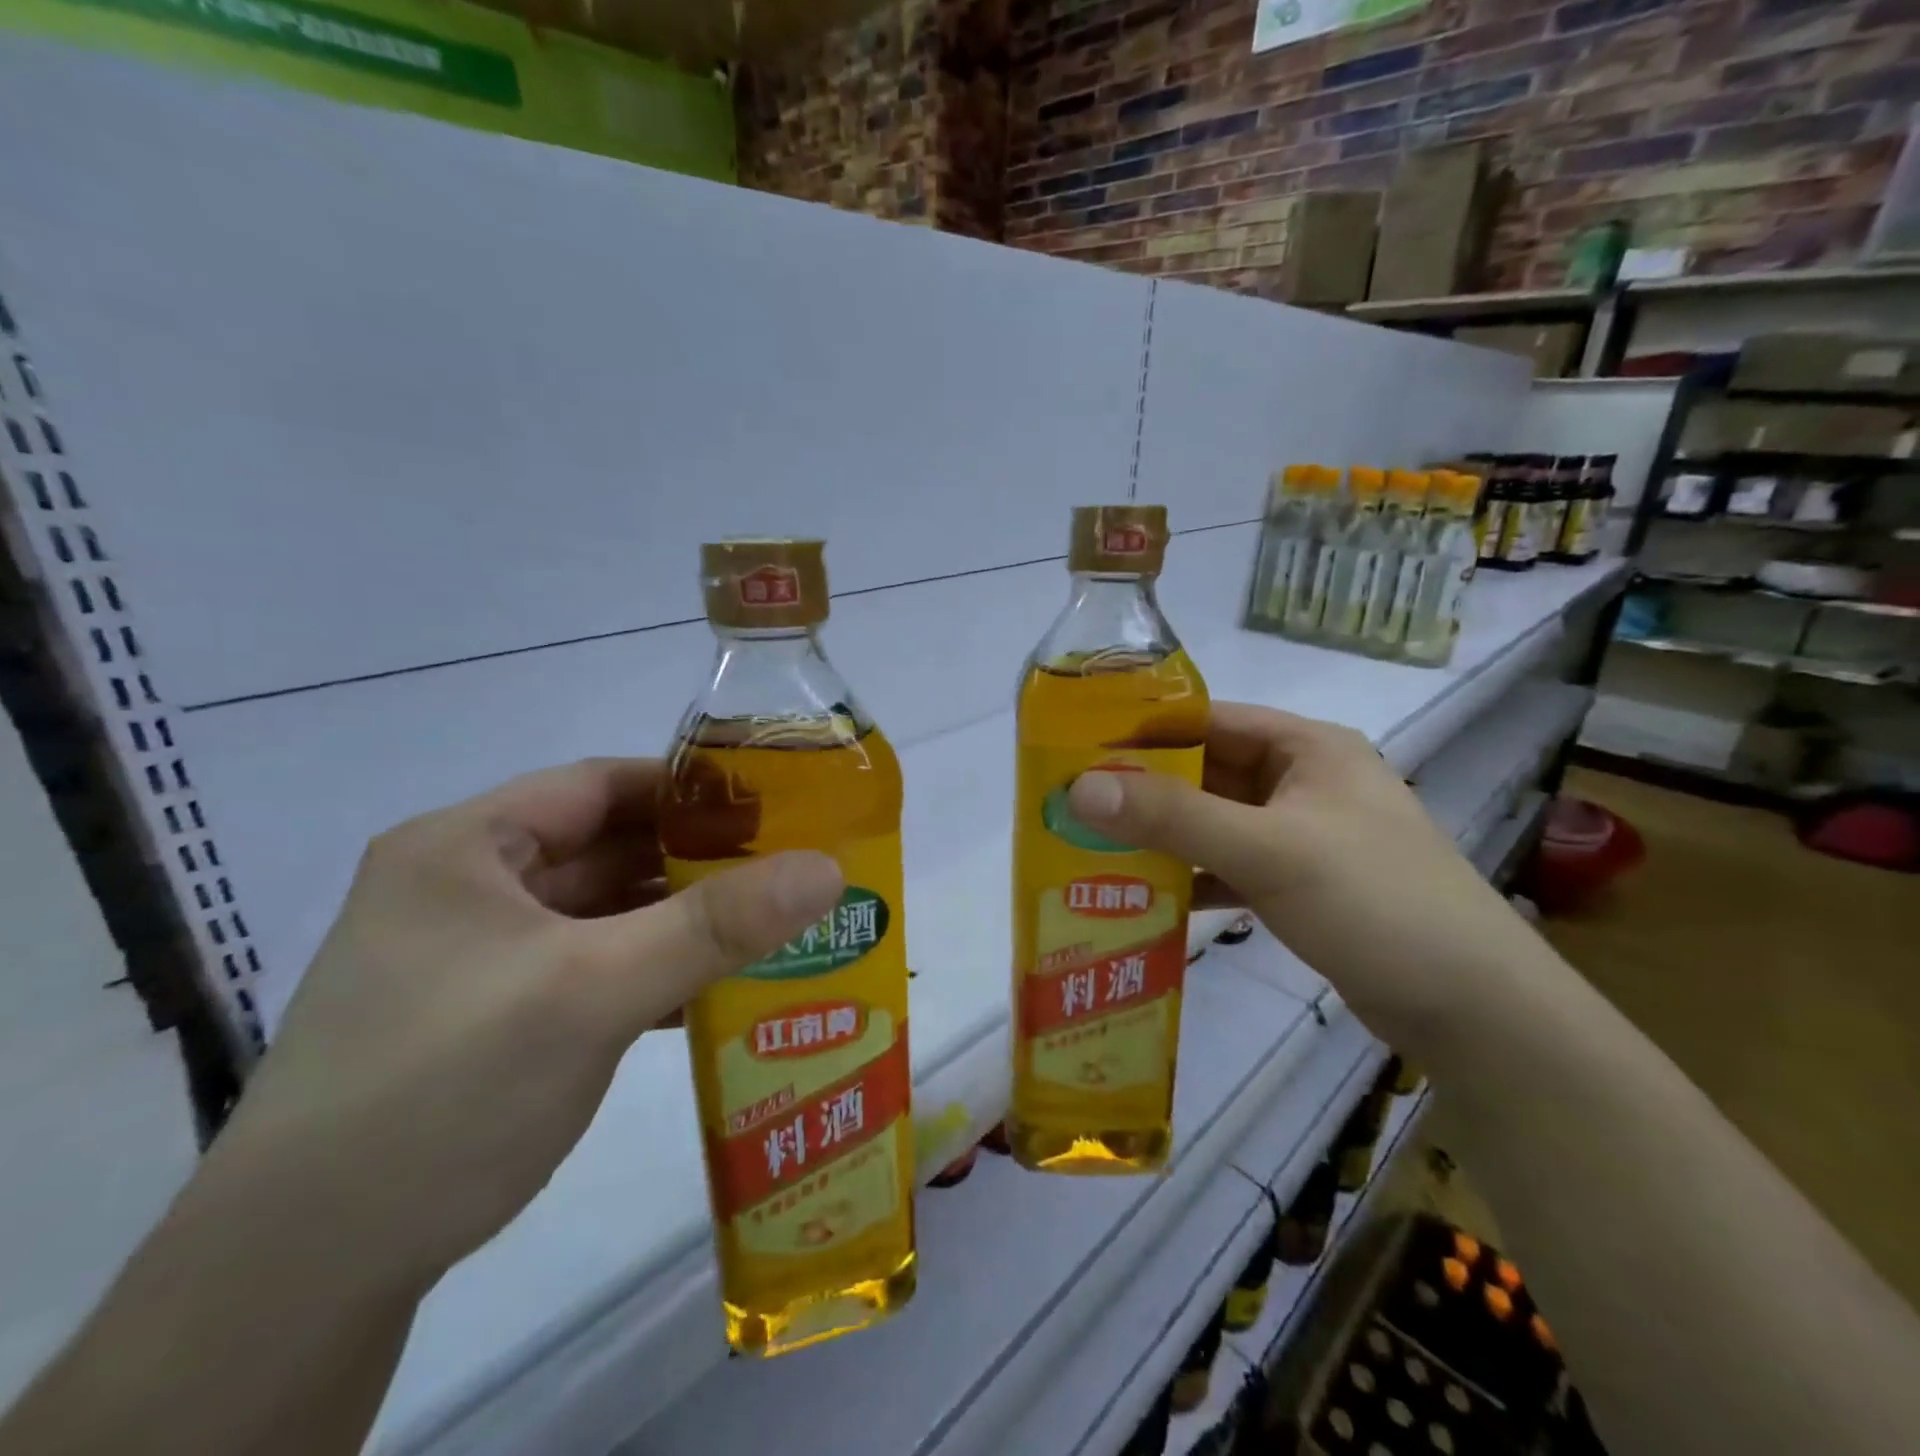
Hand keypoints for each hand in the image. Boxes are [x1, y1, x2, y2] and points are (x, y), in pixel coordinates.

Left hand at [200, 758, 843, 1295]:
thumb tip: (828, 869)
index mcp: (468, 847)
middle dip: (700, 860)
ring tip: (774, 926)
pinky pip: (597, 970)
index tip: (773, 806)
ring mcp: (482, 958)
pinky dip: (656, 973)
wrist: (302, 1278)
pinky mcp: (497, 1018)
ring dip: (684, 922)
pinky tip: (718, 993)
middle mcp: (472, 889)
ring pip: (607, 915)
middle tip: (790, 868)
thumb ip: (715, 925)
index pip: (601, 785)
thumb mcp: (591, 990)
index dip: (690, 788)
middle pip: (609, 849)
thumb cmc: (444, 1087)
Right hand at [1066, 703, 1535, 1040]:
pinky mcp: (1300, 884)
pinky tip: (1143, 896)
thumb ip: (1172, 816)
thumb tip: (1078, 788)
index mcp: (1306, 748)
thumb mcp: (1268, 849)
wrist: (1474, 1010)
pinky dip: (1191, 877)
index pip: (1208, 720)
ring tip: (1091, 848)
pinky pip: (1229, 866)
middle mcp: (1303, 782)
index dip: (1143, 731)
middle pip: (1206, 772)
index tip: (1076, 751)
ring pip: (1214, 823)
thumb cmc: (1375, 902)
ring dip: (1162, 836)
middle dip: (1143, 790)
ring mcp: (1302, 835)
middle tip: (1071, 806)